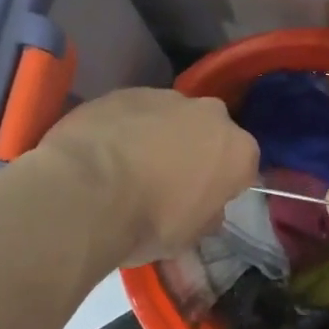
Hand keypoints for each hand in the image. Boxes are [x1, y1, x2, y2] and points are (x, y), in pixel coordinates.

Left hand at [38, 88, 258, 266]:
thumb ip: (206, 215)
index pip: (243, 166)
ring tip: (128, 167)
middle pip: (209, 133)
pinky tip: (103, 153)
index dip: (222, 185)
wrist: (86, 191)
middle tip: (167, 182)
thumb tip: (206, 209)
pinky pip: (135, 112)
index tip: (201, 202)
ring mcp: (166, 97)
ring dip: (159, 136)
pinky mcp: (125, 91)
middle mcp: (211, 114)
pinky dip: (126, 127)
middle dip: (194, 151)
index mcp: (238, 150)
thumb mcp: (188, 237)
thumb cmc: (149, 222)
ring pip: (171, 117)